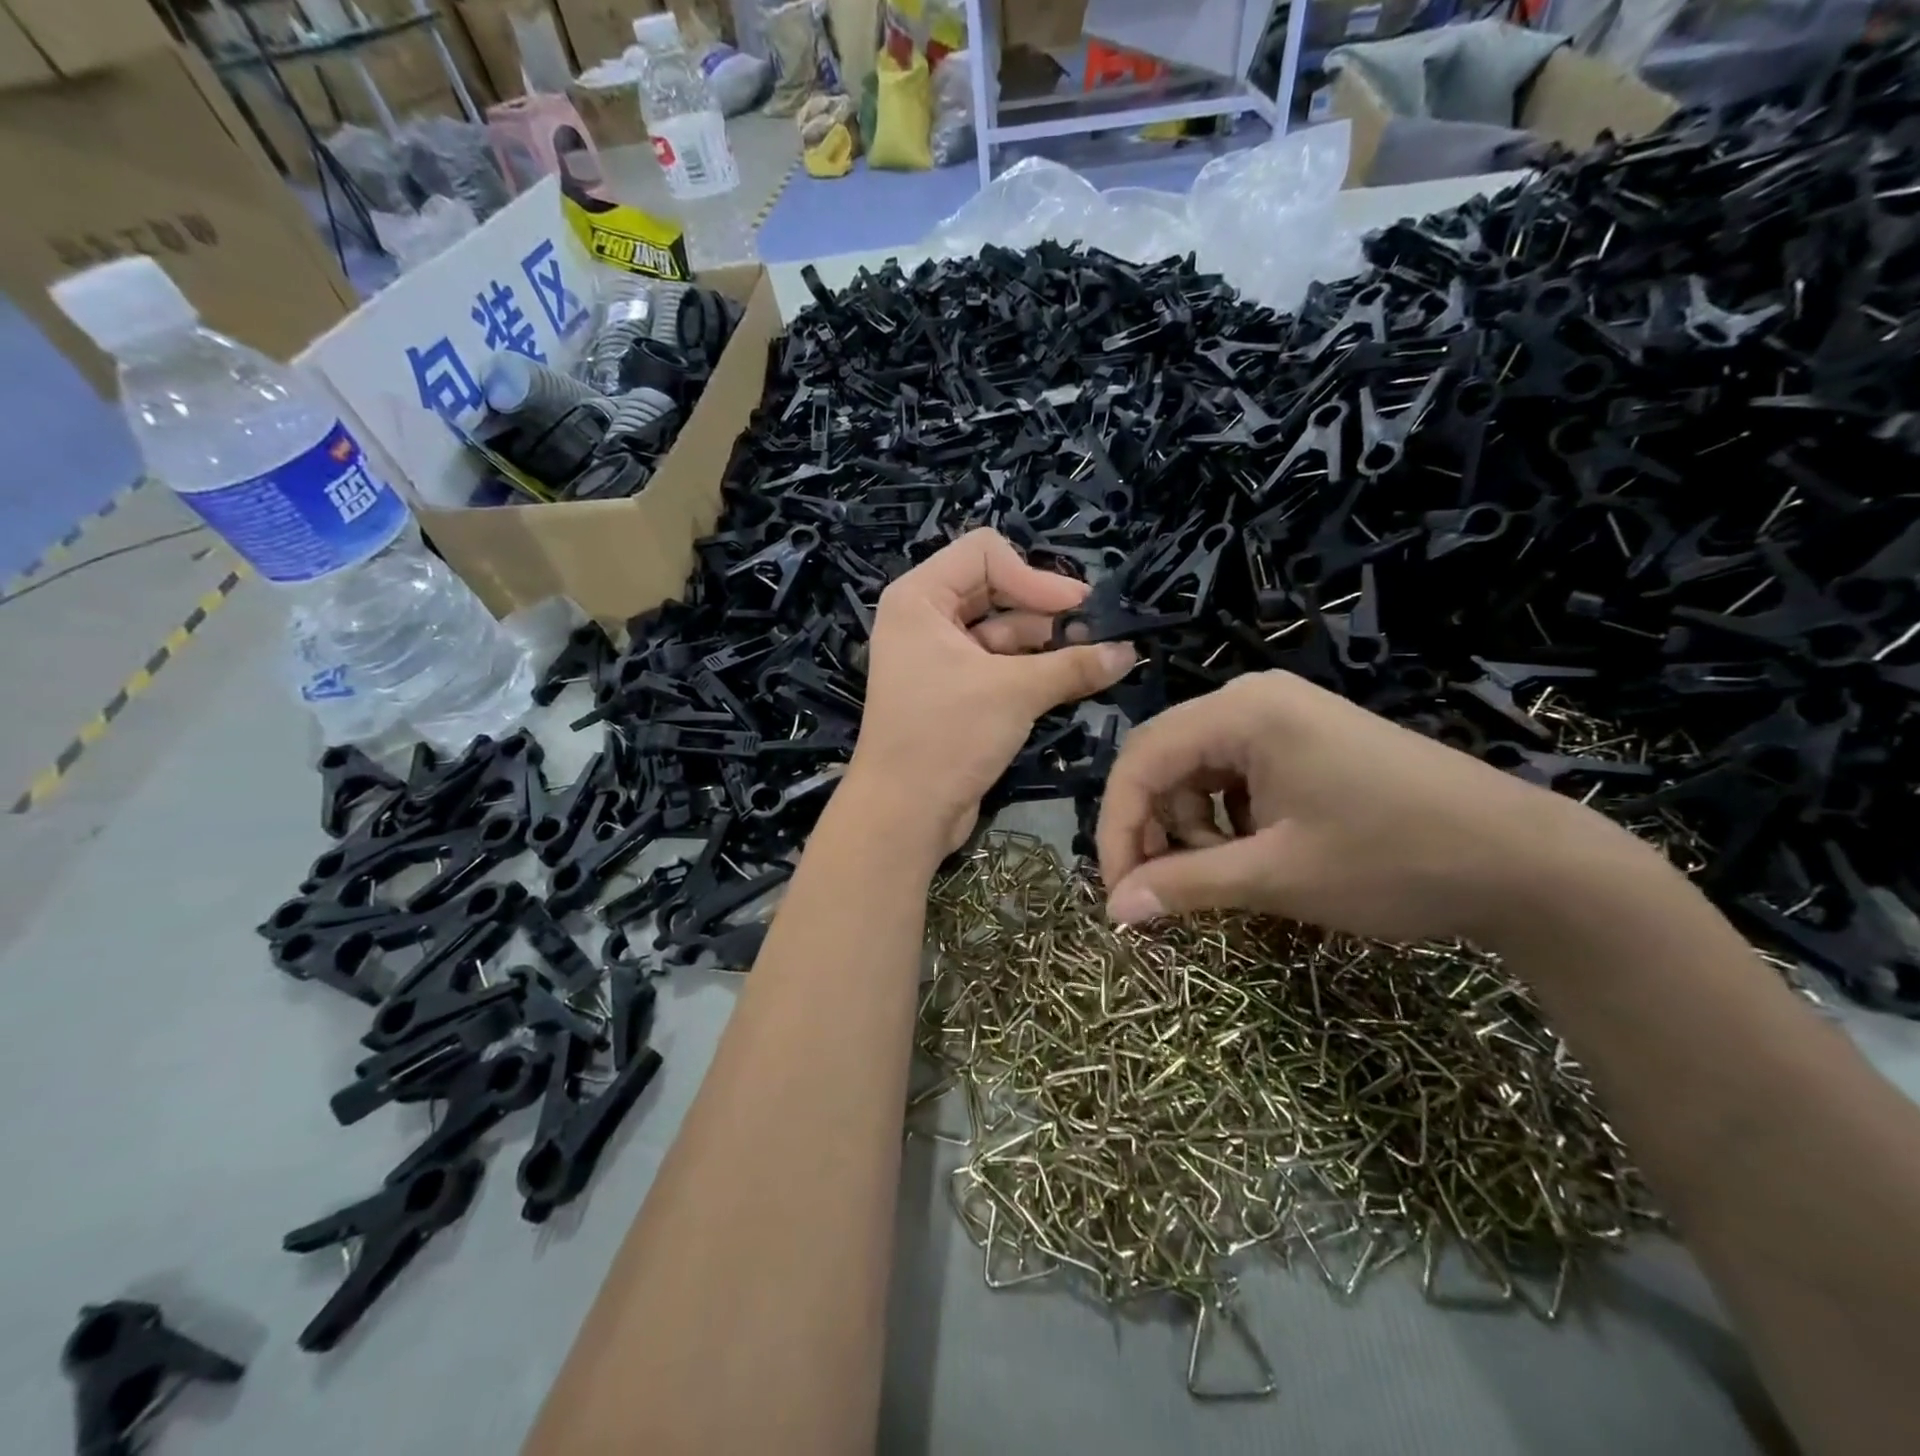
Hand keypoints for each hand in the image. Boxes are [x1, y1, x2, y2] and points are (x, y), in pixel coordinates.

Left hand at [850, 530, 1136, 852]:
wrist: (903, 814)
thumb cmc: (946, 736)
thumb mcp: (1014, 692)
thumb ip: (1073, 665)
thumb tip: (1128, 652)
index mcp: (920, 598)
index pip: (985, 553)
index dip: (1033, 575)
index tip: (1076, 609)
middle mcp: (924, 619)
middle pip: (995, 590)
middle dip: (1044, 610)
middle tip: (1094, 632)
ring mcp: (937, 656)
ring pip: (1001, 630)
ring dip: (1045, 643)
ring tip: (1092, 659)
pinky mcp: (953, 691)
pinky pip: (997, 664)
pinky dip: (1031, 669)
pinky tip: (1071, 680)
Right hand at [1096, 670, 1659, 945]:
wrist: (1527, 862)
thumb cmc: (1394, 860)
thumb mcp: (1277, 876)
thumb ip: (1186, 885)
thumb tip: (1115, 910)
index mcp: (1242, 711)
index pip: (1140, 760)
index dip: (1117, 827)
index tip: (1117, 893)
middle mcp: (1254, 699)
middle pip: (1164, 760)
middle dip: (1154, 828)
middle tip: (1163, 890)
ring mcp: (1283, 716)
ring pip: (1196, 771)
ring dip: (1191, 827)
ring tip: (1224, 875)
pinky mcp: (1304, 741)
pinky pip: (1233, 775)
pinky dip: (1225, 818)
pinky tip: (1253, 852)